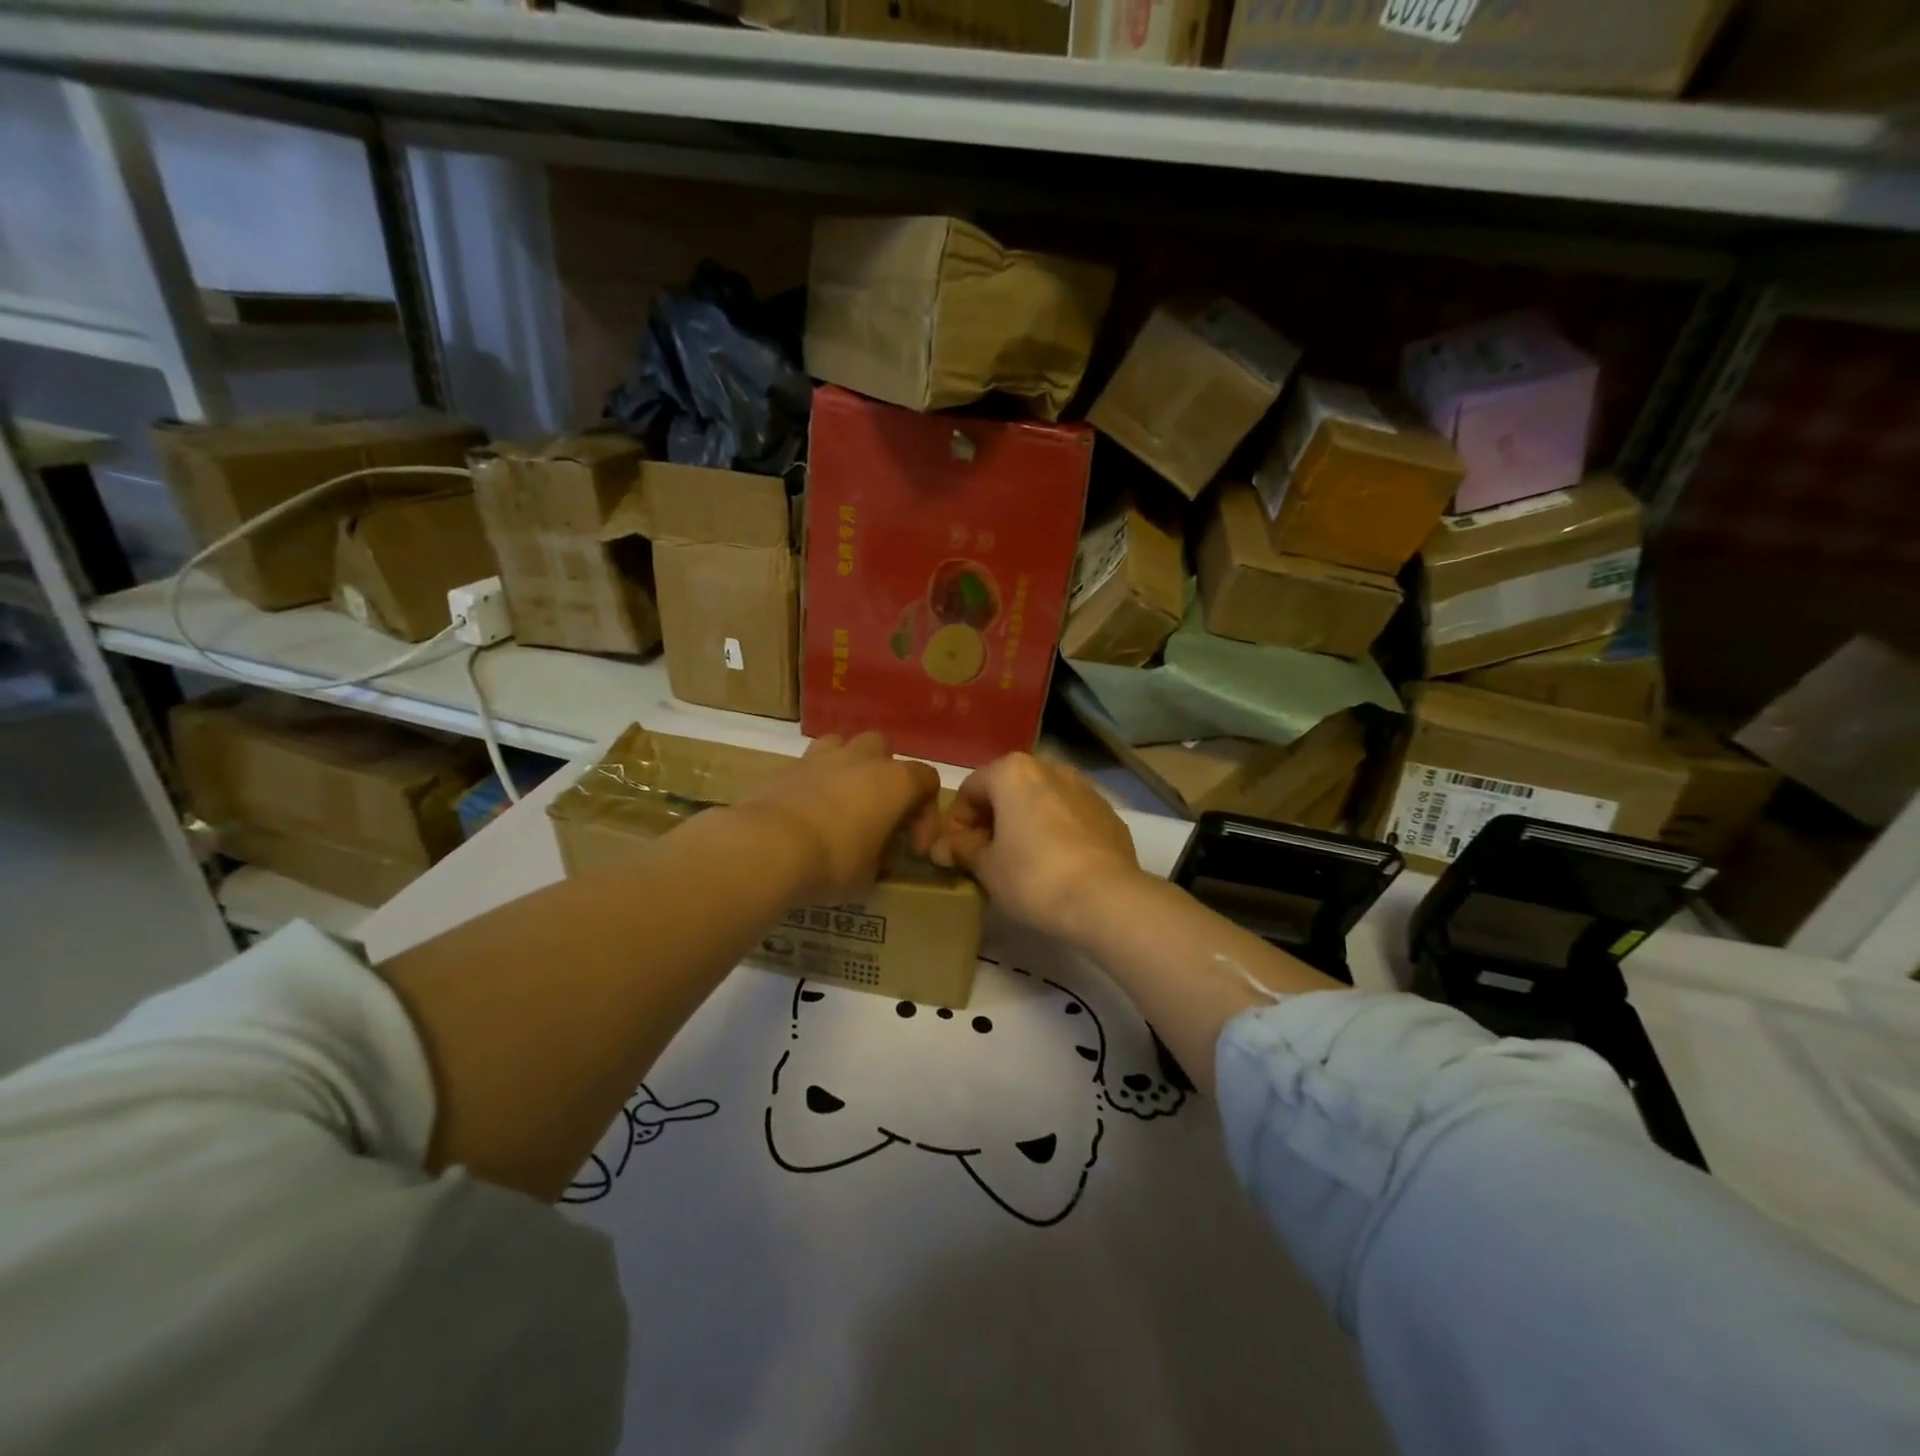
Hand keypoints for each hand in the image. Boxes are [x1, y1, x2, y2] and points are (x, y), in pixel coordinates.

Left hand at [736, 733, 941, 902]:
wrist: (769, 846)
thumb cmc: (833, 860)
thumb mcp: (869, 874)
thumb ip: (881, 857)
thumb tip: (877, 854)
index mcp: (895, 781)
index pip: (927, 780)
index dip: (926, 814)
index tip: (913, 848)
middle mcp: (862, 759)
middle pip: (884, 750)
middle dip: (885, 777)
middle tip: (878, 813)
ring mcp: (822, 757)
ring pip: (844, 746)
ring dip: (848, 768)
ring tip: (841, 801)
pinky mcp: (787, 766)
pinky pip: (810, 765)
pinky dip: (814, 782)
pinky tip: (807, 811)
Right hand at [930, 753, 1142, 942]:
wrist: (1106, 898)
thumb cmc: (1033, 876)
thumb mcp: (986, 867)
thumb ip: (962, 850)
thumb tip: (943, 847)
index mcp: (1013, 772)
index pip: (970, 789)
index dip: (956, 822)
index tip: (956, 853)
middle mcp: (1050, 768)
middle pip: (1007, 790)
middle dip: (992, 820)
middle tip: (984, 857)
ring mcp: (1085, 788)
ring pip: (1041, 801)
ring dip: (1025, 823)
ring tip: (1020, 862)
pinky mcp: (1109, 813)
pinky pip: (1070, 816)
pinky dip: (1055, 832)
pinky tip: (1055, 865)